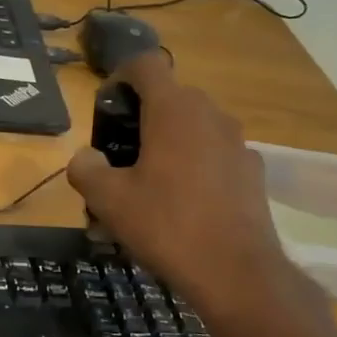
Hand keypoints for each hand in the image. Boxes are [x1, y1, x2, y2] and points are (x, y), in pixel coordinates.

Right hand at [66, 53, 318, 328]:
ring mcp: (237, 142)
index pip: (145, 64)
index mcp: (173, 110)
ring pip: (192, 129)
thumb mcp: (107, 199)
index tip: (105, 111)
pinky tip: (180, 206)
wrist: (235, 271)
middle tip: (117, 158)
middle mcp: (210, 115)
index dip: (119, 78)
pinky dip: (192, 167)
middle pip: (168, 98)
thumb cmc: (165, 225)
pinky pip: (212, 155)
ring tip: (146, 187)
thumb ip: (85, 168)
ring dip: (166, 145)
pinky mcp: (252, 171)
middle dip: (139, 119)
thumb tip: (86, 157)